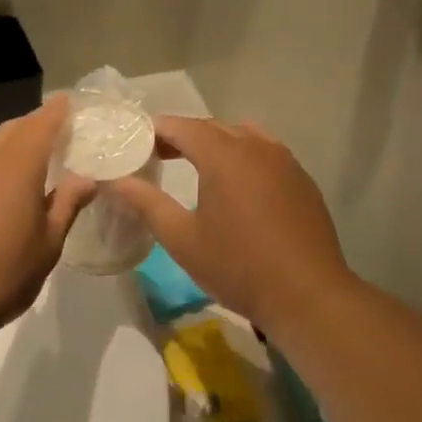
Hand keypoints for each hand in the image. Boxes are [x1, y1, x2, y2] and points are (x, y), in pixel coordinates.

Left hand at [0, 98, 93, 341]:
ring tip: (30, 168)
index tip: (71, 103)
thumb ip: (68, 205)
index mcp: (16, 167)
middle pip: (12, 130)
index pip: (42, 124)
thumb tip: (86, 178)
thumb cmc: (3, 275)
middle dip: (35, 128)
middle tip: (57, 139)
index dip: (58, 111)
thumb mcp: (48, 244)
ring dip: (11, 149)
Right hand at [107, 117, 354, 333]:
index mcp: (225, 155)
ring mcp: (286, 162)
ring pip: (244, 137)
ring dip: (215, 144)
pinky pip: (266, 154)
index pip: (183, 126)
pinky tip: (235, 188)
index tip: (134, 142)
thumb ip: (146, 204)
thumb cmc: (237, 266)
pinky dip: (242, 158)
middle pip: (213, 127)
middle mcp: (258, 147)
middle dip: (183, 136)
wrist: (307, 294)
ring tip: (195, 167)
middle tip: (156, 155)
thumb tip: (114, 181)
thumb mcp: (182, 239)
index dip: (156, 130)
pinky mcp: (302, 181)